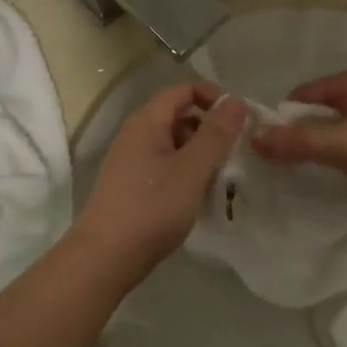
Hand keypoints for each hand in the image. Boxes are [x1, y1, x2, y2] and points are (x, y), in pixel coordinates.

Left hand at [73, 81, 246, 283]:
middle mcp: (136, 134)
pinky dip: (187, 174)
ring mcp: (132, 161)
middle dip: (211, 131)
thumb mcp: (191, 169)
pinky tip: (199, 198)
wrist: (105, 257)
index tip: (240, 123)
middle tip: (235, 157)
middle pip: (181, 116)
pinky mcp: (133, 185)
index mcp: (147, 121)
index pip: (185, 89)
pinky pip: (166, 167)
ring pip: (175, 145)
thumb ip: (216, 134)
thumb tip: (235, 101)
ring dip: (201, 156)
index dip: (215, 98)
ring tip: (222, 181)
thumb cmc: (151, 208)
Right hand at [250, 65, 346, 214]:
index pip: (306, 93)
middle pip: (329, 106)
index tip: (274, 149)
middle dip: (311, 131)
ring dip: (337, 141)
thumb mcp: (342, 147)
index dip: (286, 119)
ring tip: (329, 169)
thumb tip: (254, 137)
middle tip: (297, 163)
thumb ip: (297, 143)